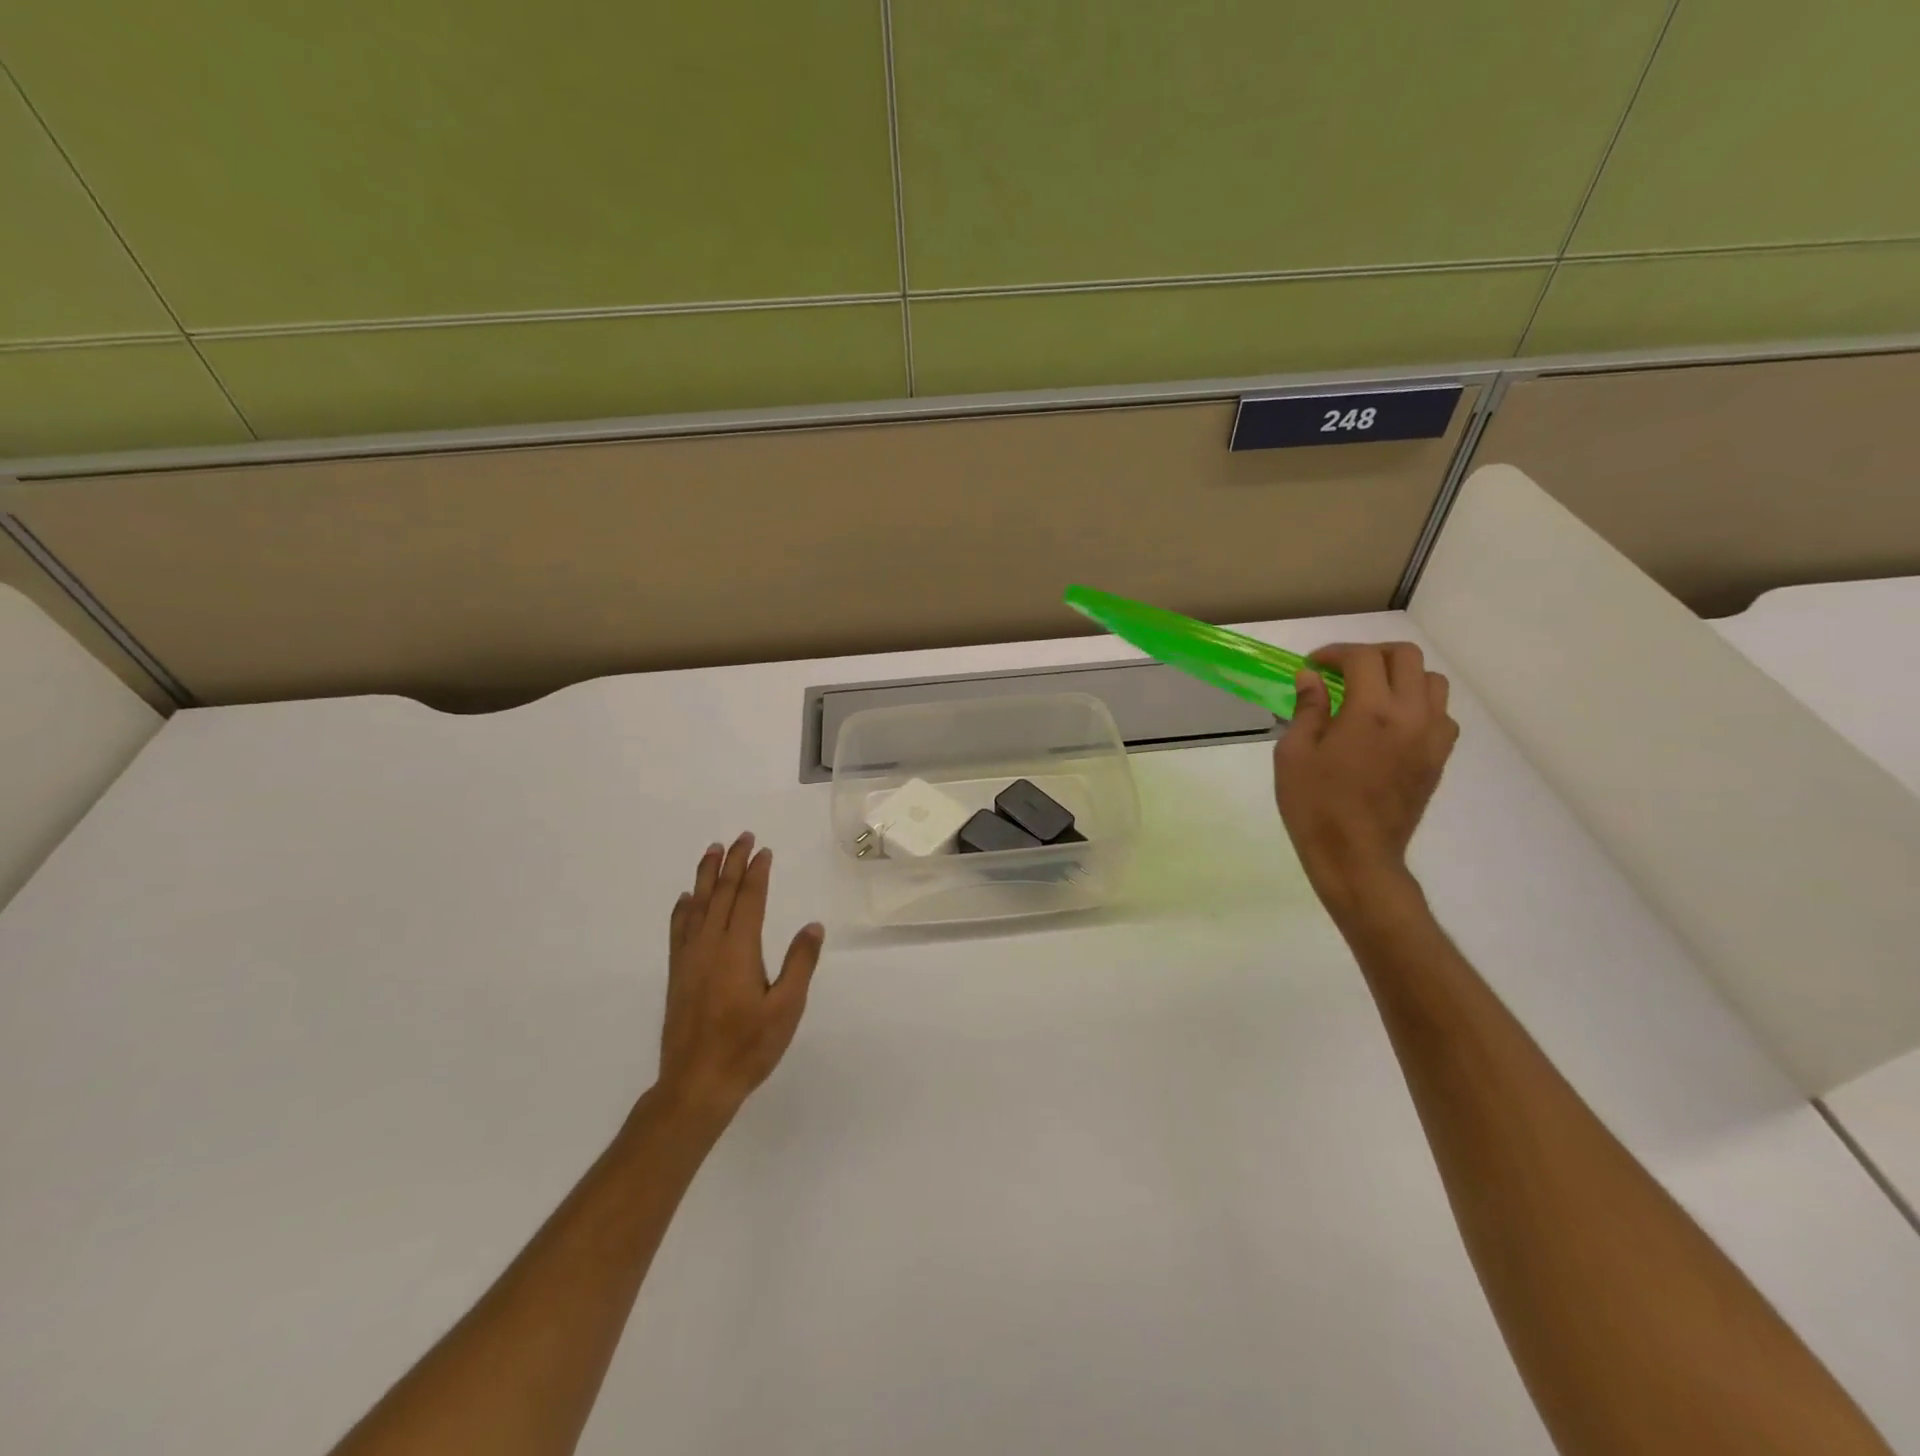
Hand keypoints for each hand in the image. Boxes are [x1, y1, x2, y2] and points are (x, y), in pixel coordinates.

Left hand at [656, 833, 824, 1123]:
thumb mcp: (786, 1009)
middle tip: (742, 837)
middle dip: (733, 863)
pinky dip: (683, 909)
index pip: (749, 900)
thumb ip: (800, 964)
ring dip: (706, 876)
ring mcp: (689, 959)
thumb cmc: (748, 1047)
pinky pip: (678, 930)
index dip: (757, 872)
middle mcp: (710, 946)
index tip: (764, 850)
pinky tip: (686, 899)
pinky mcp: (677, 975)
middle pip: (722, 894)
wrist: (696, 1085)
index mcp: (738, 950)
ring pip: (697, 906)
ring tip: (713, 851)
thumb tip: (813, 926)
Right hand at [1273, 642, 1458, 914]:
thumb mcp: (1294, 754)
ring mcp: (1431, 737)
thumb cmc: (1315, 805)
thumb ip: (1307, 709)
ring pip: (1432, 682)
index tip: (1312, 666)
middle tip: (1342, 671)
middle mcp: (1411, 715)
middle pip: (1406, 658)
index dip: (1334, 653)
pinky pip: (1441, 714)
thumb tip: (1311, 678)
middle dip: (1371, 655)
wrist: (1356, 856)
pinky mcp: (1438, 757)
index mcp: (1371, 712)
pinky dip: (1418, 705)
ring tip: (1370, 693)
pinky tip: (1390, 723)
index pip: (1362, 658)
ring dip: (1400, 677)